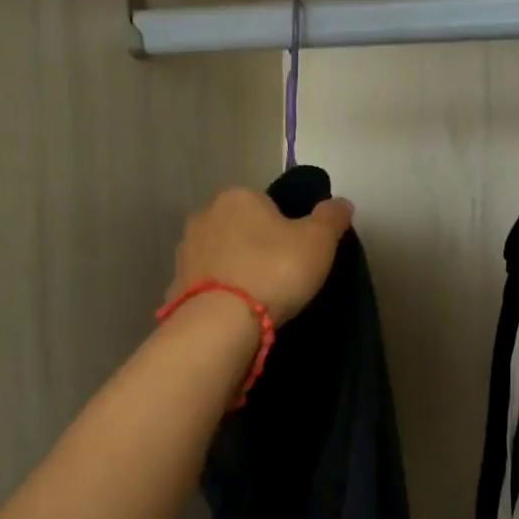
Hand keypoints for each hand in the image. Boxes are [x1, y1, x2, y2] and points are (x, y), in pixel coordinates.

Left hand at [167, 187, 354, 325]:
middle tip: (280, 277)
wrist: (222, 321)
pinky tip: (235, 312)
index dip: (285, 227)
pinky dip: (219, 293)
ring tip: (257, 298)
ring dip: (236, 269)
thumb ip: (331, 218)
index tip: (296, 254)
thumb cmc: (275, 271)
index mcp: (239, 197)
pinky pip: (206, 283)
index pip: (267, 204)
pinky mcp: (176, 284)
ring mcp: (186, 250)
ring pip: (221, 255)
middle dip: (256, 246)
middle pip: (241, 228)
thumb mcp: (318, 242)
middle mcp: (205, 215)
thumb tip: (341, 203)